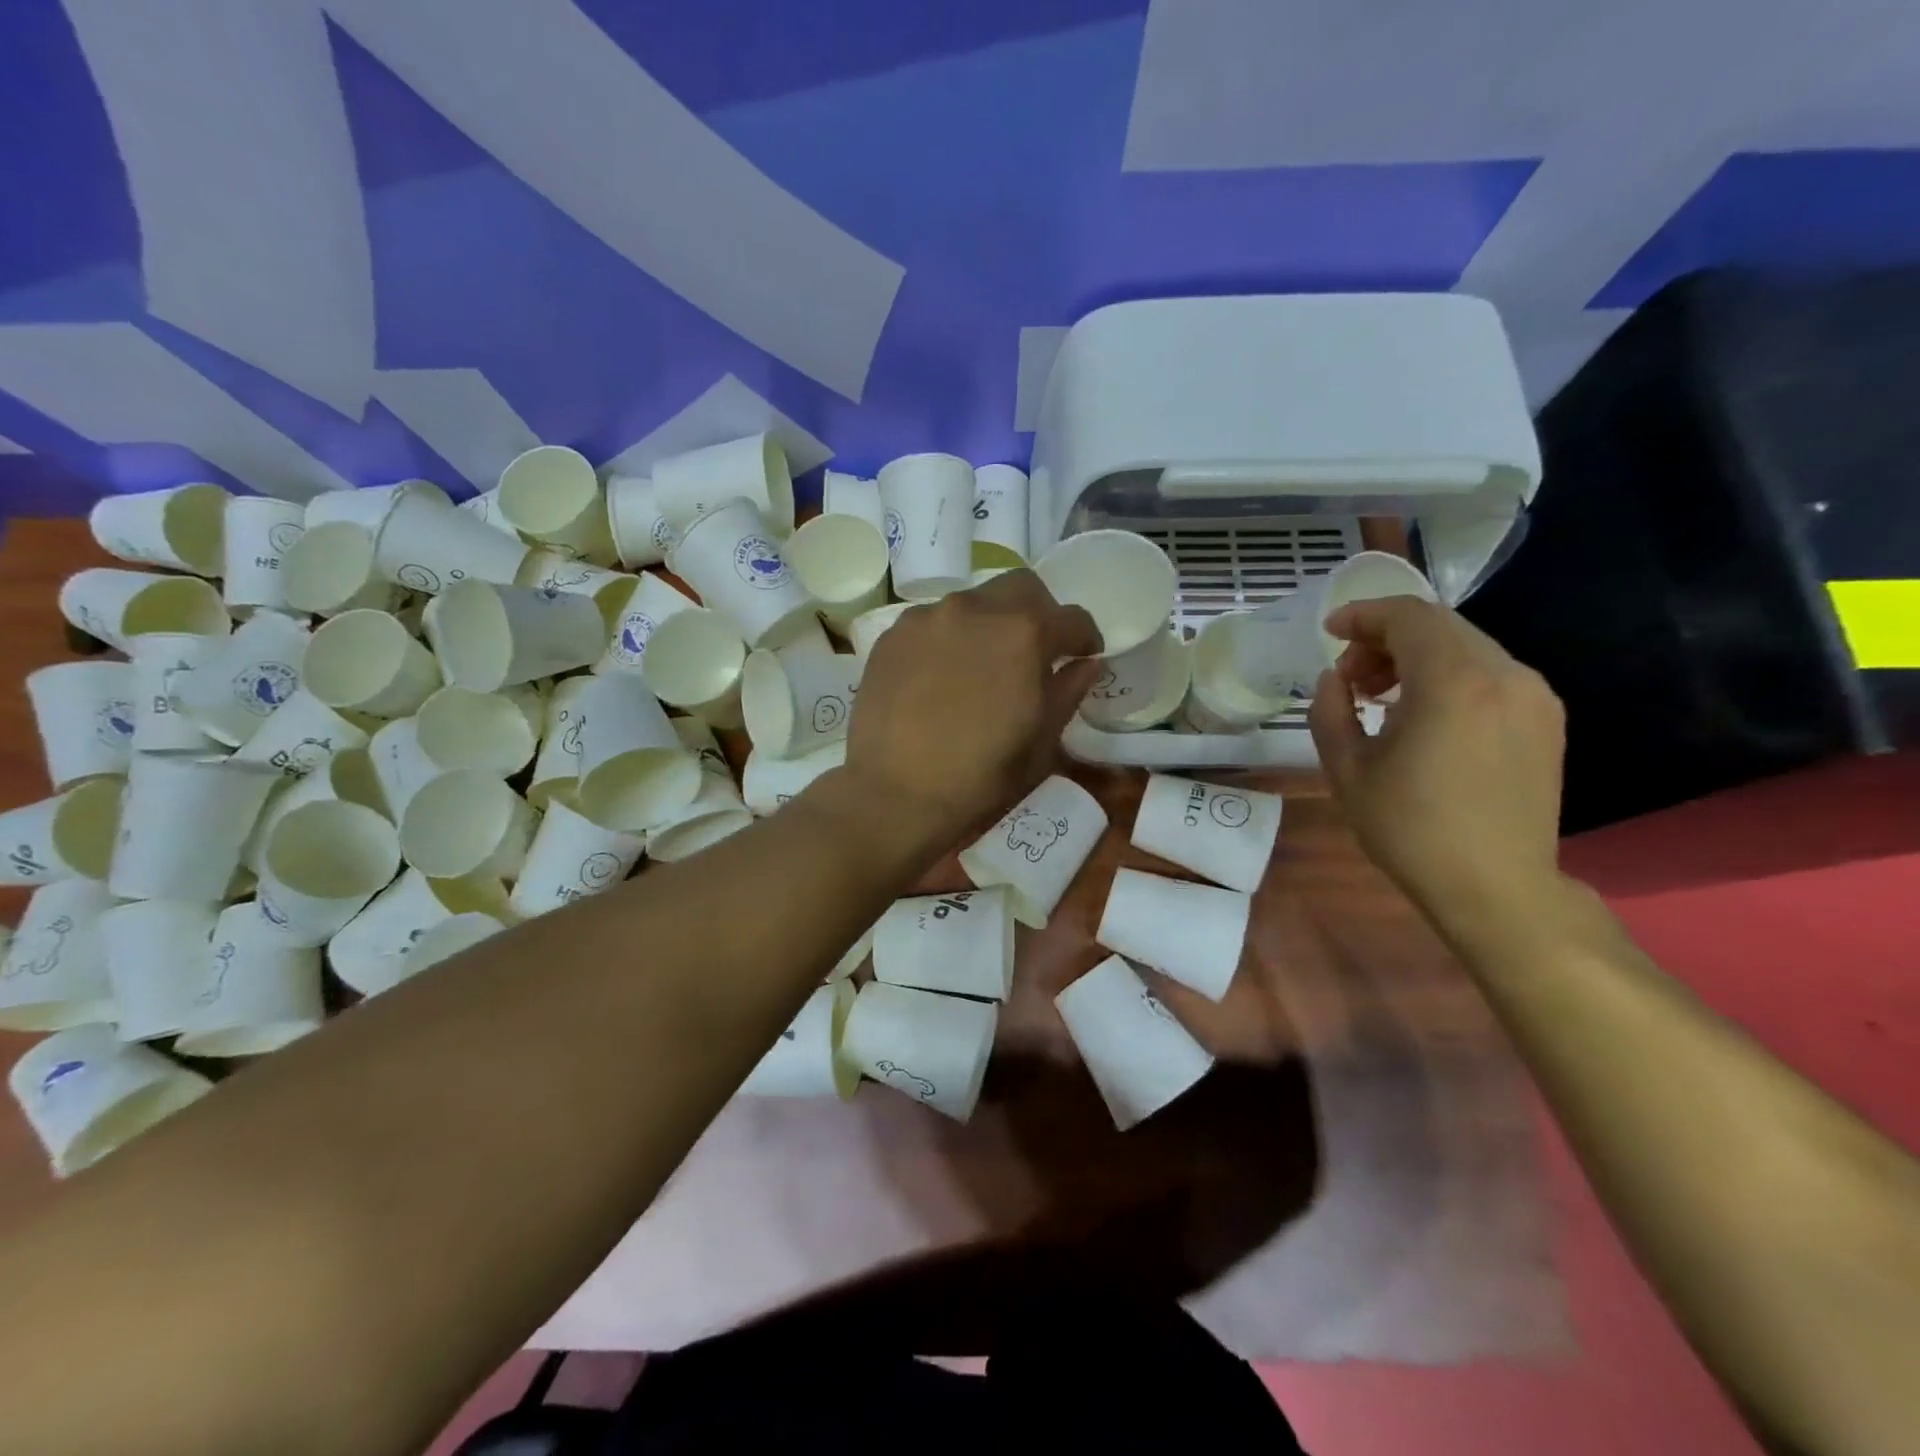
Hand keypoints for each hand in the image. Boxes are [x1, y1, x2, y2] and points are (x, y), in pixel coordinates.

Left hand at [845, 570, 1102, 850]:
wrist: (894, 793)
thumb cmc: (980, 776)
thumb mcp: (1040, 741)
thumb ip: (1068, 691)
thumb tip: (1087, 664)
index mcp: (1023, 633)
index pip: (1071, 618)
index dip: (1085, 638)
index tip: (1083, 656)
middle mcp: (975, 609)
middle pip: (1021, 589)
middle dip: (1039, 613)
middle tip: (1036, 651)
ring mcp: (928, 618)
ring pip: (973, 602)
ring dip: (990, 624)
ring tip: (982, 667)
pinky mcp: (892, 635)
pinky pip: (933, 622)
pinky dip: (949, 639)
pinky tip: (941, 676)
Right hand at [1308, 595, 1566, 933]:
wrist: (1495, 887)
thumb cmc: (1410, 830)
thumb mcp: (1347, 770)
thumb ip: (1330, 711)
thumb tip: (1335, 679)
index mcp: (1453, 683)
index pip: (1408, 616)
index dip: (1363, 615)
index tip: (1330, 632)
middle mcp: (1504, 675)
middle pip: (1440, 626)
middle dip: (1386, 638)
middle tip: (1351, 676)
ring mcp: (1533, 696)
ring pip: (1467, 646)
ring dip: (1417, 656)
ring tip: (1383, 697)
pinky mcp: (1546, 719)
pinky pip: (1489, 673)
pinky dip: (1448, 675)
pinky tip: (1424, 715)